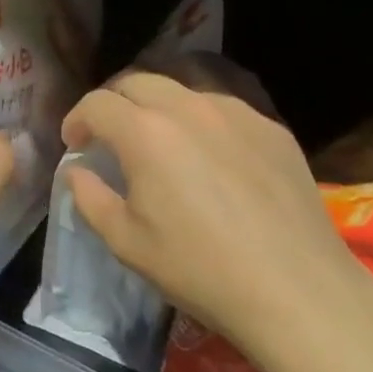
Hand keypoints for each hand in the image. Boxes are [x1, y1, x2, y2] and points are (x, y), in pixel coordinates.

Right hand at [61, 71, 369, 370]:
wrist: (297, 291)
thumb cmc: (200, 270)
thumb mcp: (127, 243)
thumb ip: (89, 198)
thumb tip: (76, 170)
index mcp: (145, 132)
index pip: (97, 103)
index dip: (77, 118)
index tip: (75, 142)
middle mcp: (187, 107)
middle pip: (137, 80)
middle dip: (115, 102)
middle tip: (111, 134)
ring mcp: (234, 112)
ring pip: (182, 88)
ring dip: (159, 106)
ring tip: (162, 140)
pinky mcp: (271, 127)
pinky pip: (223, 108)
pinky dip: (202, 120)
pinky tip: (212, 156)